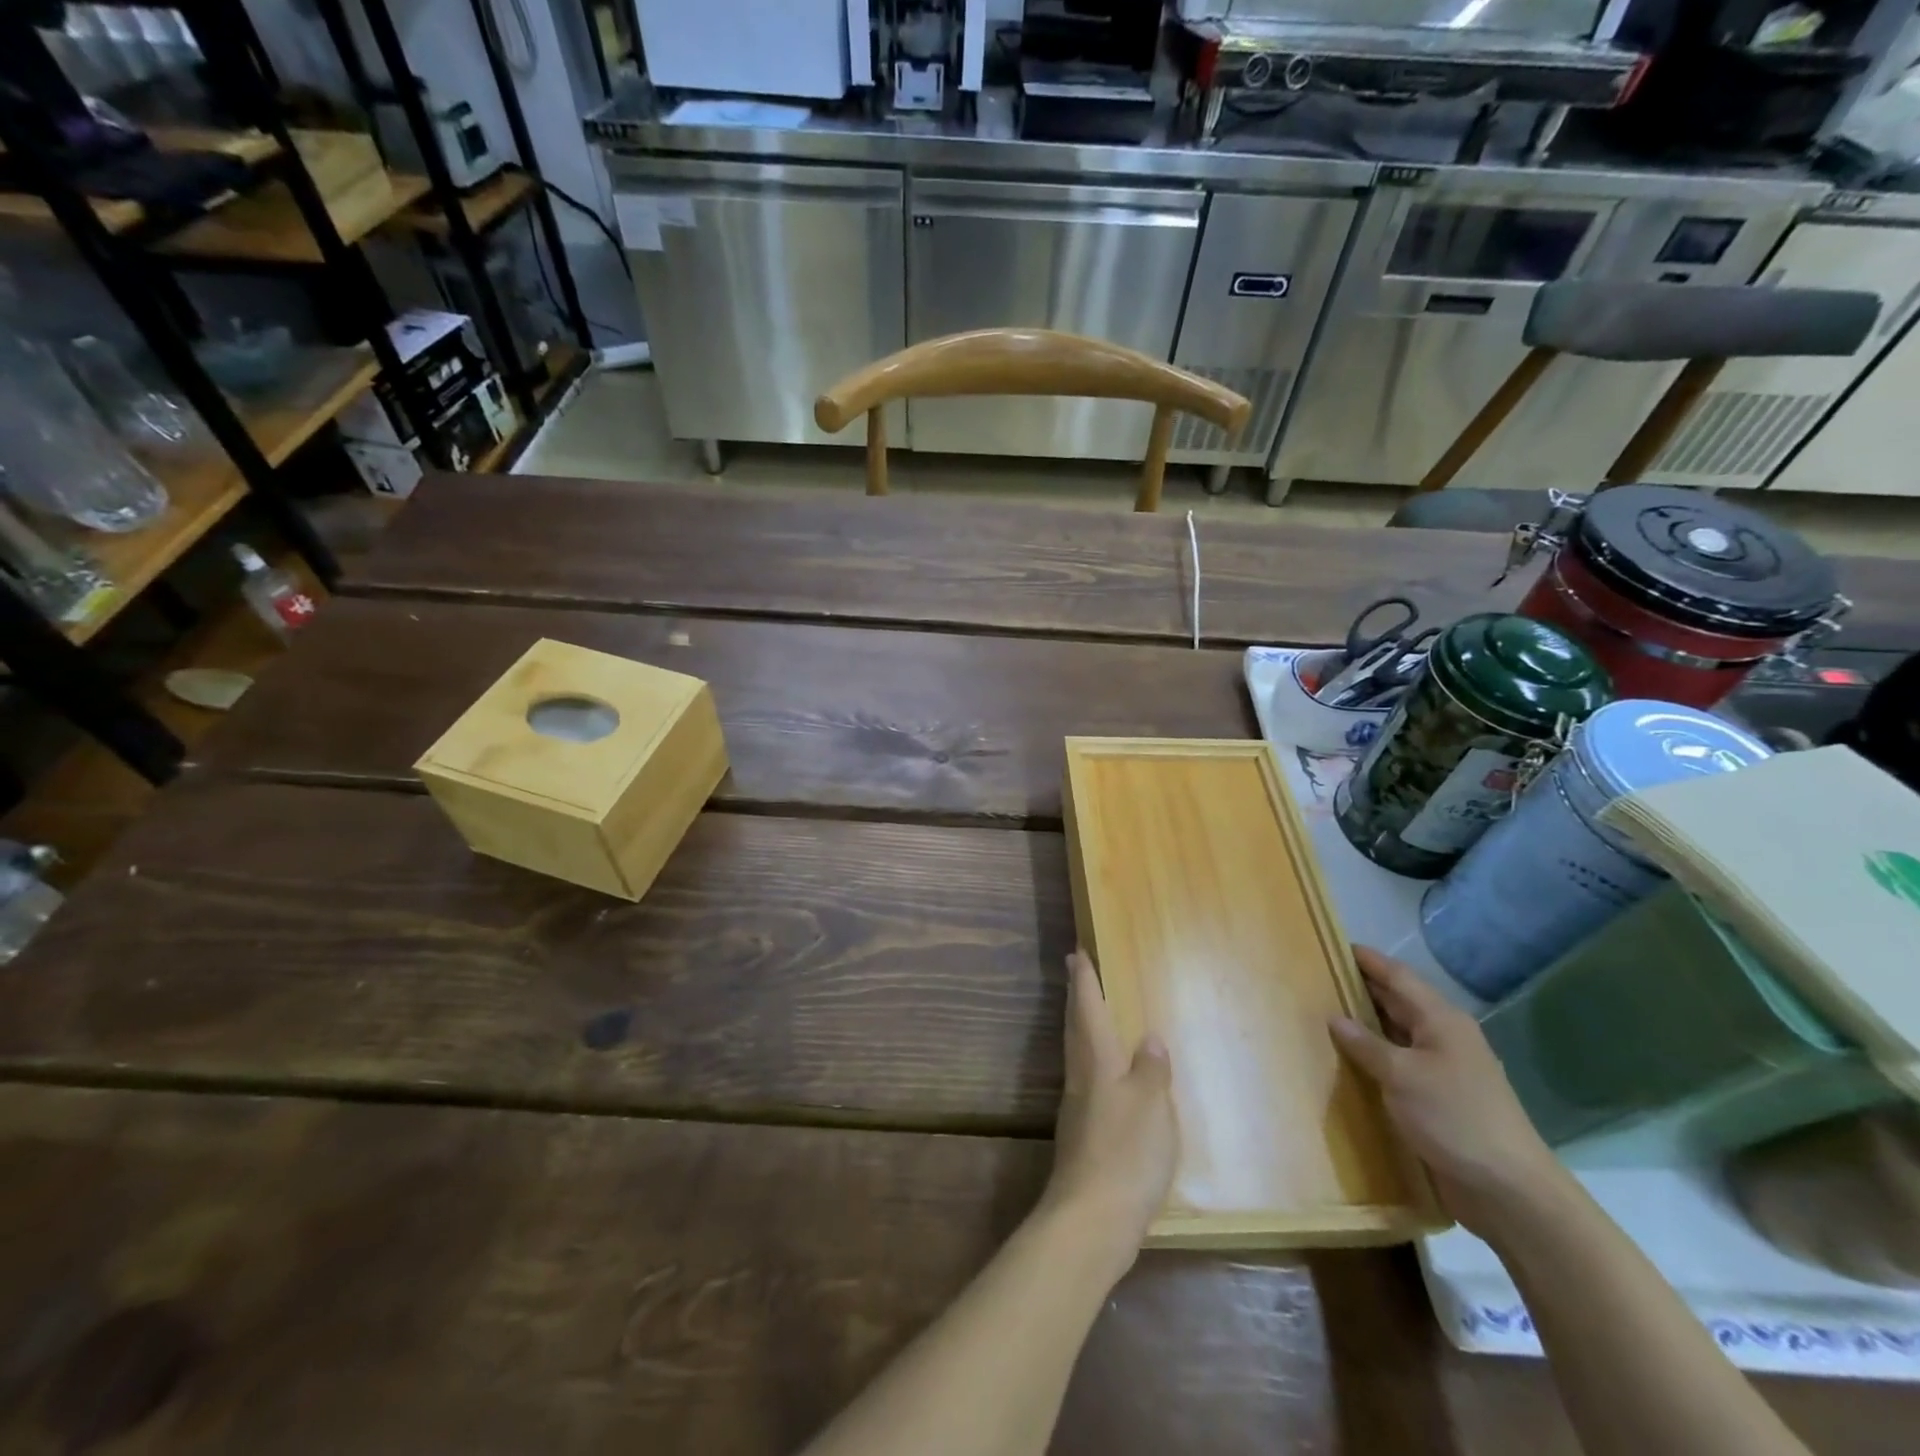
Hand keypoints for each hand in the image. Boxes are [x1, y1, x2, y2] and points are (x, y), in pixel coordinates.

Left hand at [1040, 951, 1177, 1272]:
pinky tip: (1106, 1079)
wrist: (1092, 1219)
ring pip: (1077, 1054)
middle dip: (1076, 997)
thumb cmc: (1126, 1152)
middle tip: (1074, 970)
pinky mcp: (1082, 1137)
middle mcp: (1080, 1078)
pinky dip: (1092, 1064)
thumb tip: (1148, 1038)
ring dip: (1081, 1027)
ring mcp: (1077, 1109)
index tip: (1076, 952)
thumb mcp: (1151, 1106)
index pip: (1087, 1009)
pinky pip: (1086, 1082)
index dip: (1083, 980)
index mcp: (1096, 1061)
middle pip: (1075, 1027)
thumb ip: (1151, 1070)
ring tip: (1090, 1015)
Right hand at [1330, 945, 1566, 1237]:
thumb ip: (1366, 1044)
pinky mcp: (1439, 1098)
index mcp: (1441, 1020)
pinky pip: (1399, 1065)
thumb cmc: (1455, 1118)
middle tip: (1318, 978)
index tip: (1333, 945)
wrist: (1509, 1190)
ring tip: (1324, 1015)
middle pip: (1397, 1002)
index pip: (1397, 976)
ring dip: (1366, 1025)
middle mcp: (1444, 1037)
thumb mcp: (1402, 1076)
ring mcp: (1444, 1069)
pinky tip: (1349, 1061)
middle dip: (1361, 989)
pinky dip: (1375, 1057)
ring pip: (1397, 1034)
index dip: (1367, 960)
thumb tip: (1335, 1018)